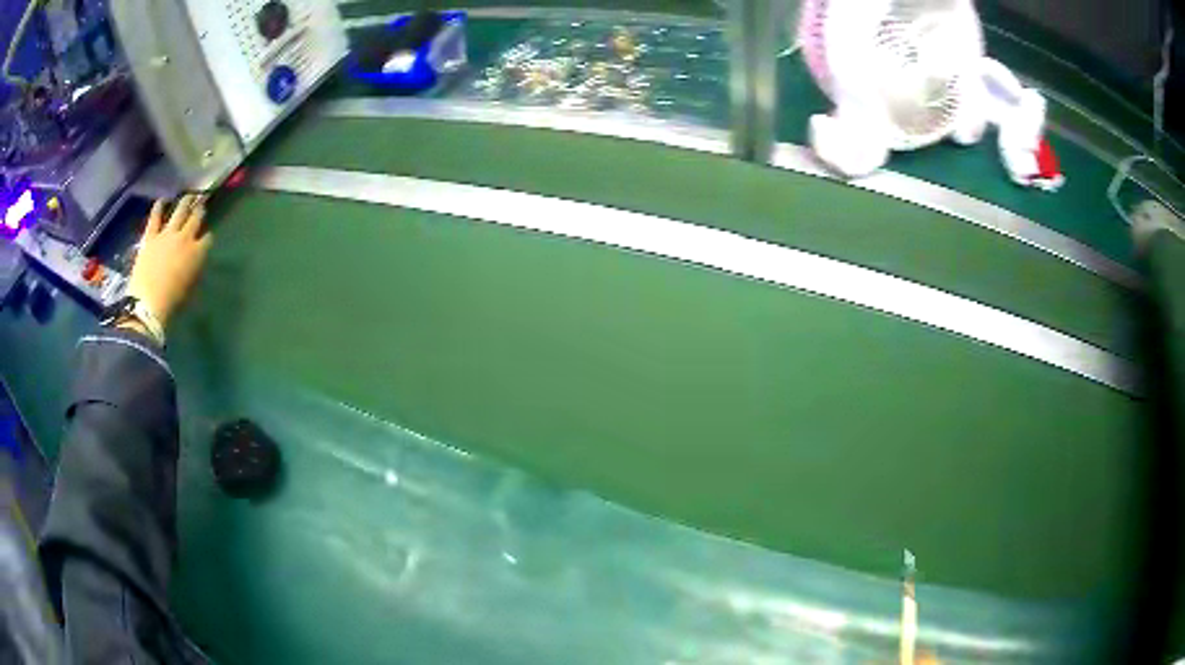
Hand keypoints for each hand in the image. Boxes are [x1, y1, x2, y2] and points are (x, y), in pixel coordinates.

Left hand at [126, 194, 212, 329]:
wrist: (148, 303)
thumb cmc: (172, 302)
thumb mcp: (190, 288)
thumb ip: (194, 270)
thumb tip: (194, 262)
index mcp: (197, 252)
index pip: (208, 238)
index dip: (208, 237)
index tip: (207, 238)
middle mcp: (185, 237)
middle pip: (195, 218)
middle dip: (199, 211)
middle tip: (201, 205)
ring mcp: (167, 234)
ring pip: (179, 211)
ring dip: (185, 202)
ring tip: (188, 196)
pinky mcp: (151, 236)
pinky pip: (155, 217)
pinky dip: (159, 207)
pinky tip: (162, 200)